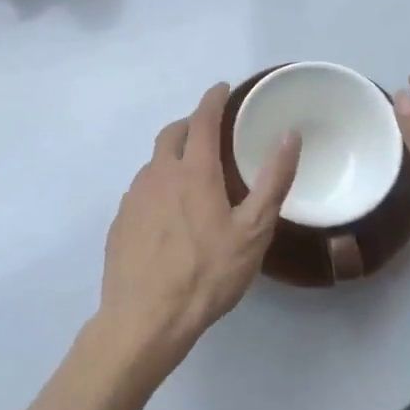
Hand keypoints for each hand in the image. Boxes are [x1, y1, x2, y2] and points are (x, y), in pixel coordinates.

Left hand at [97, 82, 300, 375]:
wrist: (144, 320)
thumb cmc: (206, 274)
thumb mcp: (253, 232)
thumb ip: (272, 181)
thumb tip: (289, 135)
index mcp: (193, 171)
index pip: (202, 119)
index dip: (213, 99)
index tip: (221, 88)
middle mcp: (158, 174)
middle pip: (172, 134)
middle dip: (190, 124)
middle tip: (209, 132)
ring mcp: (134, 197)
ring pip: (155, 163)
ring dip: (173, 157)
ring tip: (192, 176)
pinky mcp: (120, 221)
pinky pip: (142, 190)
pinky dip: (158, 186)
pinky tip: (168, 214)